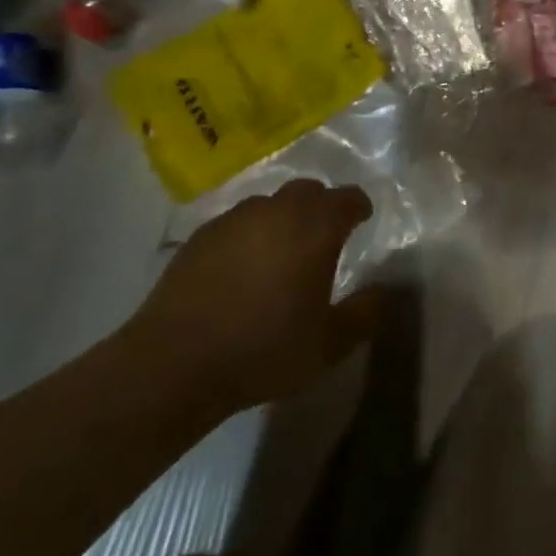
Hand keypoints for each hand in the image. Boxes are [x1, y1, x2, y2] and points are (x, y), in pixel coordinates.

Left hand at [130, 179, 383, 415]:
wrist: (172, 364)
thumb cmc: (263, 349)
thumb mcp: (330, 343)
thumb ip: (365, 313)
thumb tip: (383, 292)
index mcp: (315, 227)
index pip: (348, 198)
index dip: (359, 208)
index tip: (362, 222)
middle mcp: (277, 211)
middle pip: (308, 191)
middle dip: (321, 207)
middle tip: (323, 236)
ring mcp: (234, 220)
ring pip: (269, 204)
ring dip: (283, 219)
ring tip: (281, 252)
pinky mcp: (199, 237)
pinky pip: (236, 224)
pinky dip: (248, 236)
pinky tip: (242, 269)